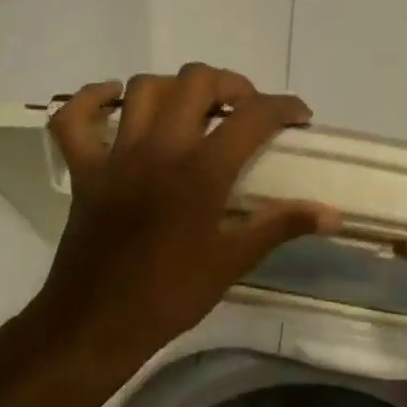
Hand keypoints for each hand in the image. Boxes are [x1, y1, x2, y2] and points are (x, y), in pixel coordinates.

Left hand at [30, 65, 338, 380]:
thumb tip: (332, 214)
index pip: (252, 116)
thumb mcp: (234, 261)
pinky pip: (74, 118)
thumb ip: (282, 226)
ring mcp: (116, 156)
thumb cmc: (171, 295)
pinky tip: (115, 100)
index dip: (283, 107)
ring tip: (194, 109)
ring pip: (143, 88)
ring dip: (175, 88)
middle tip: (246, 112)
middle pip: (197, 82)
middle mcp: (159, 150)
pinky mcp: (84, 170)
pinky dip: (92, 99)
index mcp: (201, 172)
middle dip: (231, 85)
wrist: (98, 324)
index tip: (299, 117)